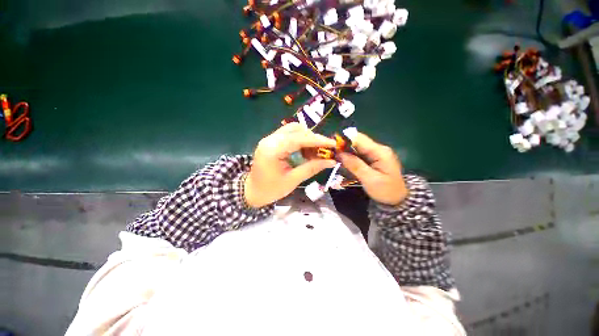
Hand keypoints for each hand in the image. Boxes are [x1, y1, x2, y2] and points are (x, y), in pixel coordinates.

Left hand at [244, 123, 336, 207]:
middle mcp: (270, 140)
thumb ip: (312, 168)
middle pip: (296, 130)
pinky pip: (290, 135)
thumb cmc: (271, 189)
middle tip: (326, 149)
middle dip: (313, 138)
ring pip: (293, 130)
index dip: (317, 140)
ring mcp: (270, 139)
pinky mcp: (272, 142)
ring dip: (308, 138)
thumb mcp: (293, 180)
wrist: (253, 191)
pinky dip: (301, 141)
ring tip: (317, 152)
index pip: (298, 139)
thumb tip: (331, 161)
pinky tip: (307, 151)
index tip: (333, 144)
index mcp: (272, 150)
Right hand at [337, 133, 407, 205]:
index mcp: (379, 151)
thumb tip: (340, 153)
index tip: (332, 147)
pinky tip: (343, 163)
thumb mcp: (370, 179)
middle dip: (343, 147)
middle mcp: (377, 149)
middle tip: (332, 155)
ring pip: (356, 148)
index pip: (359, 139)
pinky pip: (358, 155)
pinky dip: (350, 158)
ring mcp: (375, 153)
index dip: (344, 140)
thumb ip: (355, 165)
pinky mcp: (372, 158)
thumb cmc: (385, 190)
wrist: (397, 199)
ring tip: (336, 160)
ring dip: (345, 153)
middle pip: (357, 142)